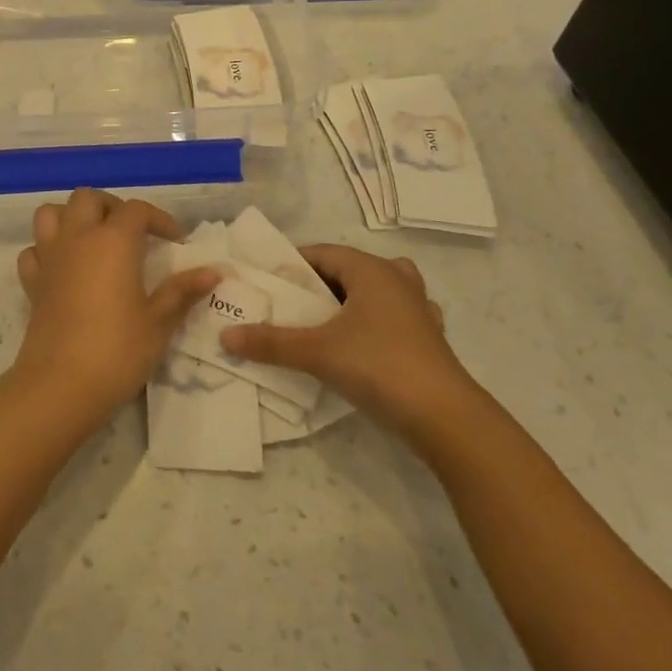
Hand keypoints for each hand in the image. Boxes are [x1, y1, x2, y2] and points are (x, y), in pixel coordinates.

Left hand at [10, 190, 221, 435]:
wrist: (61, 385)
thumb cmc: (117, 350)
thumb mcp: (158, 322)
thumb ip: (182, 292)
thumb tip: (213, 272)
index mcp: (113, 240)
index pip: (137, 209)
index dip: (159, 219)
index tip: (175, 241)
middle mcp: (78, 238)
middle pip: (88, 198)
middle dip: (111, 207)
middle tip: (132, 233)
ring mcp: (49, 258)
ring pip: (51, 213)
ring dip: (71, 218)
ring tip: (93, 239)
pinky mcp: (32, 283)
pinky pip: (34, 251)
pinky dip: (46, 251)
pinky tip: (63, 269)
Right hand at [218, 244, 477, 433]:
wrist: (446, 418)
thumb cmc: (379, 366)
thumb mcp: (316, 352)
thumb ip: (270, 342)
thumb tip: (225, 335)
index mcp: (371, 270)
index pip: (323, 252)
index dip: (293, 264)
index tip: (267, 282)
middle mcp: (397, 279)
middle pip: (348, 270)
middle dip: (317, 285)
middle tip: (287, 306)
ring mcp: (418, 308)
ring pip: (375, 291)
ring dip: (349, 302)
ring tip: (323, 323)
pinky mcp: (429, 338)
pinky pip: (393, 317)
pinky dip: (374, 324)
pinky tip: (361, 345)